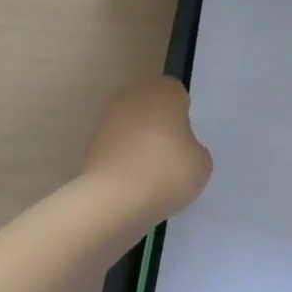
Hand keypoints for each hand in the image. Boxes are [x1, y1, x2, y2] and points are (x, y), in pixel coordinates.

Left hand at [81, 76, 212, 227]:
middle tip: (170, 158)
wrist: (112, 201)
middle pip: (152, 108)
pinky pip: (116, 148)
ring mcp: (107, 119)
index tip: (186, 143)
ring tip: (150, 177)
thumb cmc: (165, 172)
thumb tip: (181, 150)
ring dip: (139, 144)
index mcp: (164, 90)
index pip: (178, 96)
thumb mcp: (201, 163)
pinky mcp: (89, 144)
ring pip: (132, 127)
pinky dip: (123, 161)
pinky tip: (131, 185)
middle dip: (160, 128)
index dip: (183, 119)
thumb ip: (194, 148)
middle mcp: (134, 95)